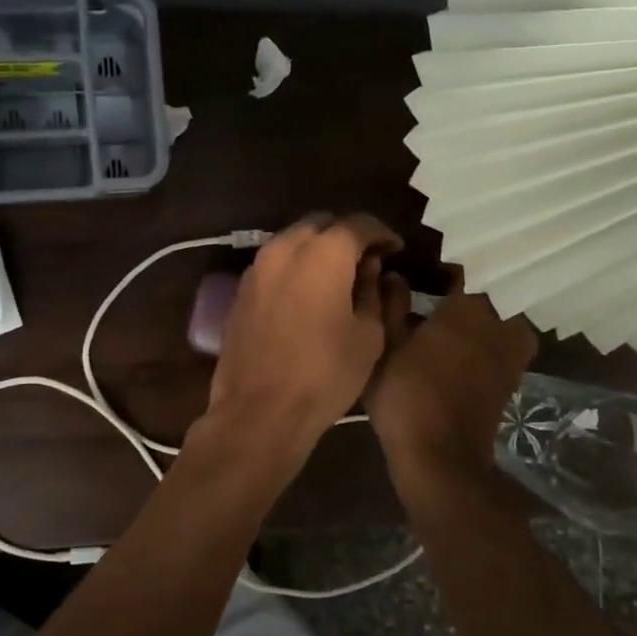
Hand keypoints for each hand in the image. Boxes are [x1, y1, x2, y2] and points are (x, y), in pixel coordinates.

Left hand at [204, 213, 401, 455]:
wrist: (259, 411)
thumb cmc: (325, 375)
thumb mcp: (368, 335)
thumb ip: (374, 292)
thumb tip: (372, 269)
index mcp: (322, 253)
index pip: (358, 224)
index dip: (382, 234)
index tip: (396, 250)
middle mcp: (284, 248)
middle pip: (320, 224)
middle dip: (346, 236)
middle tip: (367, 261)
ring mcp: (256, 268)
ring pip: (293, 241)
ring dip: (317, 250)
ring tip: (338, 277)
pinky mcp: (240, 290)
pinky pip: (274, 264)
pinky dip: (294, 267)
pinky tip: (308, 293)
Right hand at [365, 267, 535, 492]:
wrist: (440, 457)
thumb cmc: (406, 395)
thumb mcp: (385, 346)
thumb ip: (391, 305)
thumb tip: (394, 275)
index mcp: (469, 306)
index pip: (461, 269)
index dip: (439, 268)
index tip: (419, 271)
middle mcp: (500, 321)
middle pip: (483, 293)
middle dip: (459, 292)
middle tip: (428, 295)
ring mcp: (512, 351)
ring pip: (495, 318)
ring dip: (473, 318)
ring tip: (440, 323)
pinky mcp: (512, 377)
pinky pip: (499, 343)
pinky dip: (481, 341)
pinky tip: (451, 350)